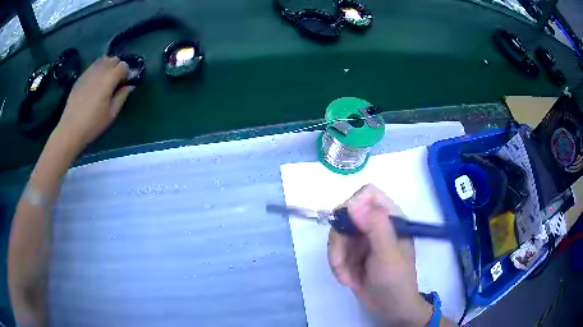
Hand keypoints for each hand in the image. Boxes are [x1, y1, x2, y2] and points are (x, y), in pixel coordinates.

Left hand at [54, 56, 131, 152]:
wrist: (71, 129)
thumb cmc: (93, 124)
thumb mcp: (111, 114)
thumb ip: (122, 97)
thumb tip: (129, 86)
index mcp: (109, 79)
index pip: (123, 65)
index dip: (126, 73)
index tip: (124, 83)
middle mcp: (99, 71)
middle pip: (113, 59)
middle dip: (117, 67)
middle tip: (115, 81)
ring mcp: (88, 72)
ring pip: (102, 60)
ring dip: (107, 66)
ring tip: (105, 79)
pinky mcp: (81, 77)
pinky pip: (92, 66)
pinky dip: (97, 69)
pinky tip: (95, 82)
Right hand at [328, 184, 432, 325]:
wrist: (390, 308)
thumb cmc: (396, 281)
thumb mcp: (388, 254)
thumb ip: (376, 226)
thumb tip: (353, 203)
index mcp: (391, 218)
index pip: (367, 194)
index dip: (353, 206)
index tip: (347, 228)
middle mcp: (375, 224)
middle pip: (345, 216)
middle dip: (339, 241)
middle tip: (340, 261)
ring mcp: (363, 239)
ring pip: (337, 235)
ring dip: (337, 258)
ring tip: (346, 277)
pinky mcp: (353, 253)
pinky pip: (335, 251)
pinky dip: (337, 266)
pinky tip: (348, 279)